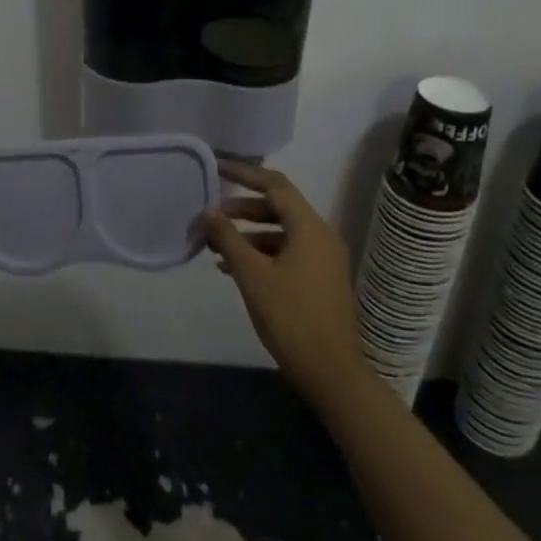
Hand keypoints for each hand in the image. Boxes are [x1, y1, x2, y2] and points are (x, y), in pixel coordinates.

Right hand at [201, 160, 363, 414]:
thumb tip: (208, 210)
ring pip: (281, 232)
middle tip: (211, 215)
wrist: (331, 372)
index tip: (216, 168)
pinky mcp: (319, 280)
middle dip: (242, 208)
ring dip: (248, 233)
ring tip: (215, 245)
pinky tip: (233, 269)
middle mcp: (321, 237)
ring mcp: (323, 260)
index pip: (275, 185)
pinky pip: (286, 252)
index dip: (244, 174)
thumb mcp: (252, 276)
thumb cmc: (291, 318)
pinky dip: (260, 253)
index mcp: (310, 229)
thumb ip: (228, 239)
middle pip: (278, 207)